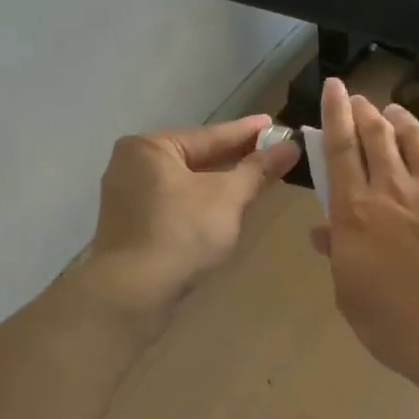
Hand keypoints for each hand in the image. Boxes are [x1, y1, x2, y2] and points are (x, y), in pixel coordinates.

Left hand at [81, 115, 301, 315]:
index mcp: (149, 147)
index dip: (247, 132)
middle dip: (234, 158)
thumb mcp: (227, 197)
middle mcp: (131, 165)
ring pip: (185, 182)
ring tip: (255, 176)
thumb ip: (258, 169)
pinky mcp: (131, 226)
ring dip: (219, 182)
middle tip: (272, 151)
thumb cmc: (181, 233)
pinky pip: (174, 203)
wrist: (133, 294)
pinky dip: (200, 203)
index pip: (209, 135)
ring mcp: (127, 197)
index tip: (275, 124)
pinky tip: (224, 207)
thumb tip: (291, 146)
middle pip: (195, 157)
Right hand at [314, 77, 418, 399]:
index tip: (332, 87)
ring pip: (415, 137)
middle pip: (377, 136)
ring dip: (401, 117)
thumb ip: (338, 257)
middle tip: (360, 100)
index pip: (340, 151)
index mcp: (357, 213)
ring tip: (393, 108)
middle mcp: (393, 189)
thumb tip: (322, 230)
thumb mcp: (352, 298)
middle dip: (365, 111)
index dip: (334, 114)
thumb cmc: (402, 328)